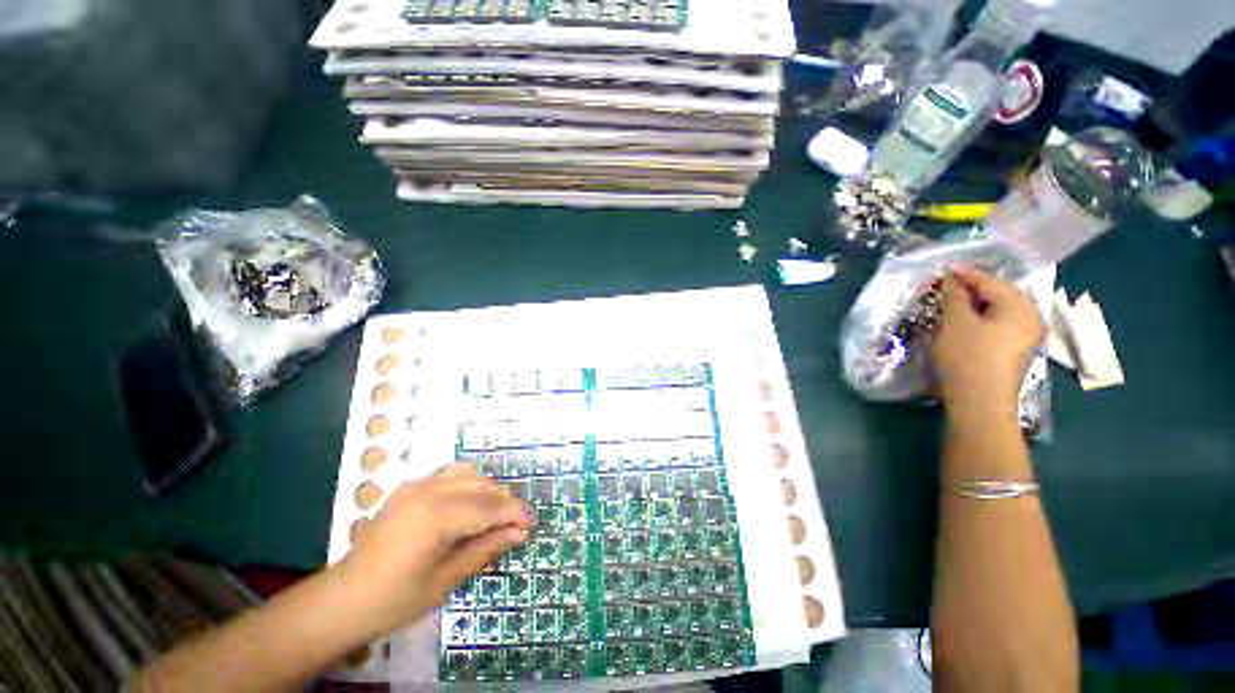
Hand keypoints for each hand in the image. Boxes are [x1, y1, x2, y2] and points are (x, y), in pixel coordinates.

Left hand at [334, 463, 531, 639]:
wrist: (342, 600)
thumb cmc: (394, 600)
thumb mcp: (445, 581)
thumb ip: (485, 549)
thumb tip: (519, 533)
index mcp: (435, 517)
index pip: (489, 507)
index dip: (514, 513)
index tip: (532, 524)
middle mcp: (427, 492)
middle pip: (482, 486)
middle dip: (505, 501)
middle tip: (516, 524)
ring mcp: (416, 486)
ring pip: (468, 475)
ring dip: (488, 491)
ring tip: (495, 516)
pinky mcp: (408, 489)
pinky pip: (449, 476)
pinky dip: (468, 486)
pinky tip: (469, 508)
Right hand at [933, 267, 1042, 423]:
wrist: (979, 401)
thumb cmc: (968, 357)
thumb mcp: (956, 322)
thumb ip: (955, 296)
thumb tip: (951, 279)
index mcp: (1020, 307)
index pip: (991, 282)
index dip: (965, 275)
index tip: (943, 271)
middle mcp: (1030, 318)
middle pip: (999, 295)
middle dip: (972, 289)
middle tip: (945, 288)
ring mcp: (1025, 336)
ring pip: (999, 310)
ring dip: (975, 304)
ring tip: (951, 303)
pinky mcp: (1015, 350)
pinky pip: (999, 324)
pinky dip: (981, 318)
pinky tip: (965, 322)